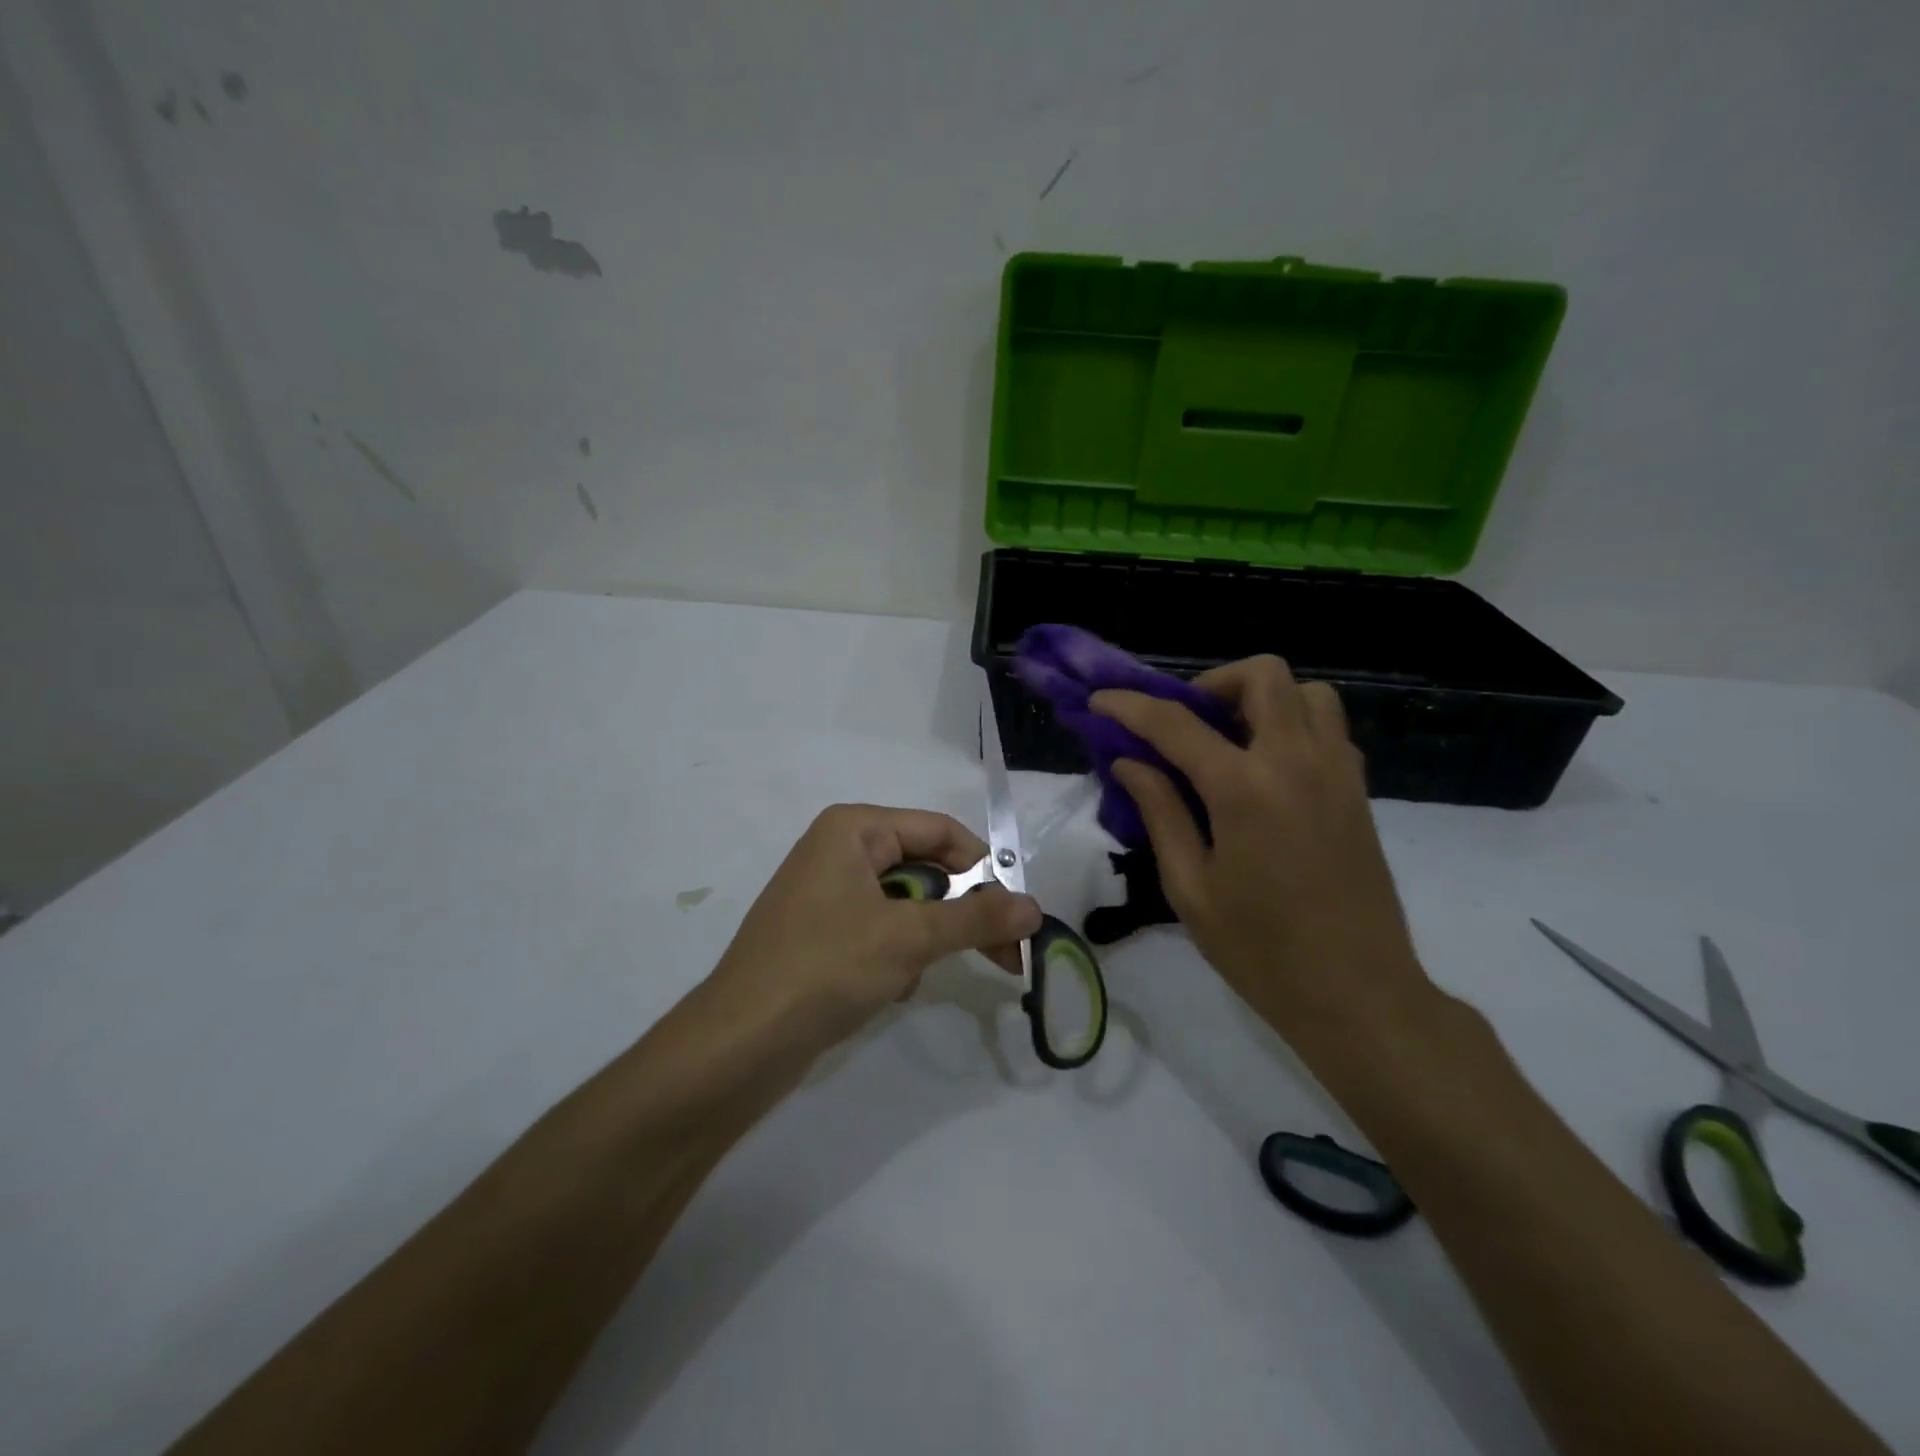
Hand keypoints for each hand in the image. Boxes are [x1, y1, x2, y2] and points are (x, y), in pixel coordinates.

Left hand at [707, 804, 1040, 1048]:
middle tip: (1004, 956)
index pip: (940, 831)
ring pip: (906, 904)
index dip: (984, 868)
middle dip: (960, 912)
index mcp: (854, 828)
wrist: (740, 1043)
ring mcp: (827, 893)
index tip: (1018, 914)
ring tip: (915, 976)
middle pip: (925, 867)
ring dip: (925, 939)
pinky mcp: (821, 934)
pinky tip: (887, 989)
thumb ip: (976, 917)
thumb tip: (1035, 907)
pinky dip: (897, 956)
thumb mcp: (910, 937)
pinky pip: (881, 931)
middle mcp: (839, 850)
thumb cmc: (826, 968)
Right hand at [1092, 658, 1428, 1031]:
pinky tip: (1264, 768)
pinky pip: (1327, 726)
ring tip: (1228, 740)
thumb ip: (1160, 812)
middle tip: (1183, 724)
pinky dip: (1291, 723)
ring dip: (1260, 698)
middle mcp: (1297, 761)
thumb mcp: (1190, 887)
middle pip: (1261, 675)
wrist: (1359, 995)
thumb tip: (1130, 763)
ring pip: (1306, 691)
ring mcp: (1337, 772)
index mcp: (1244, 789)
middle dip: (1211, 684)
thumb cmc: (1261, 950)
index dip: (1130, 706)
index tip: (1100, 700)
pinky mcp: (1358, 790)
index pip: (1176, 724)